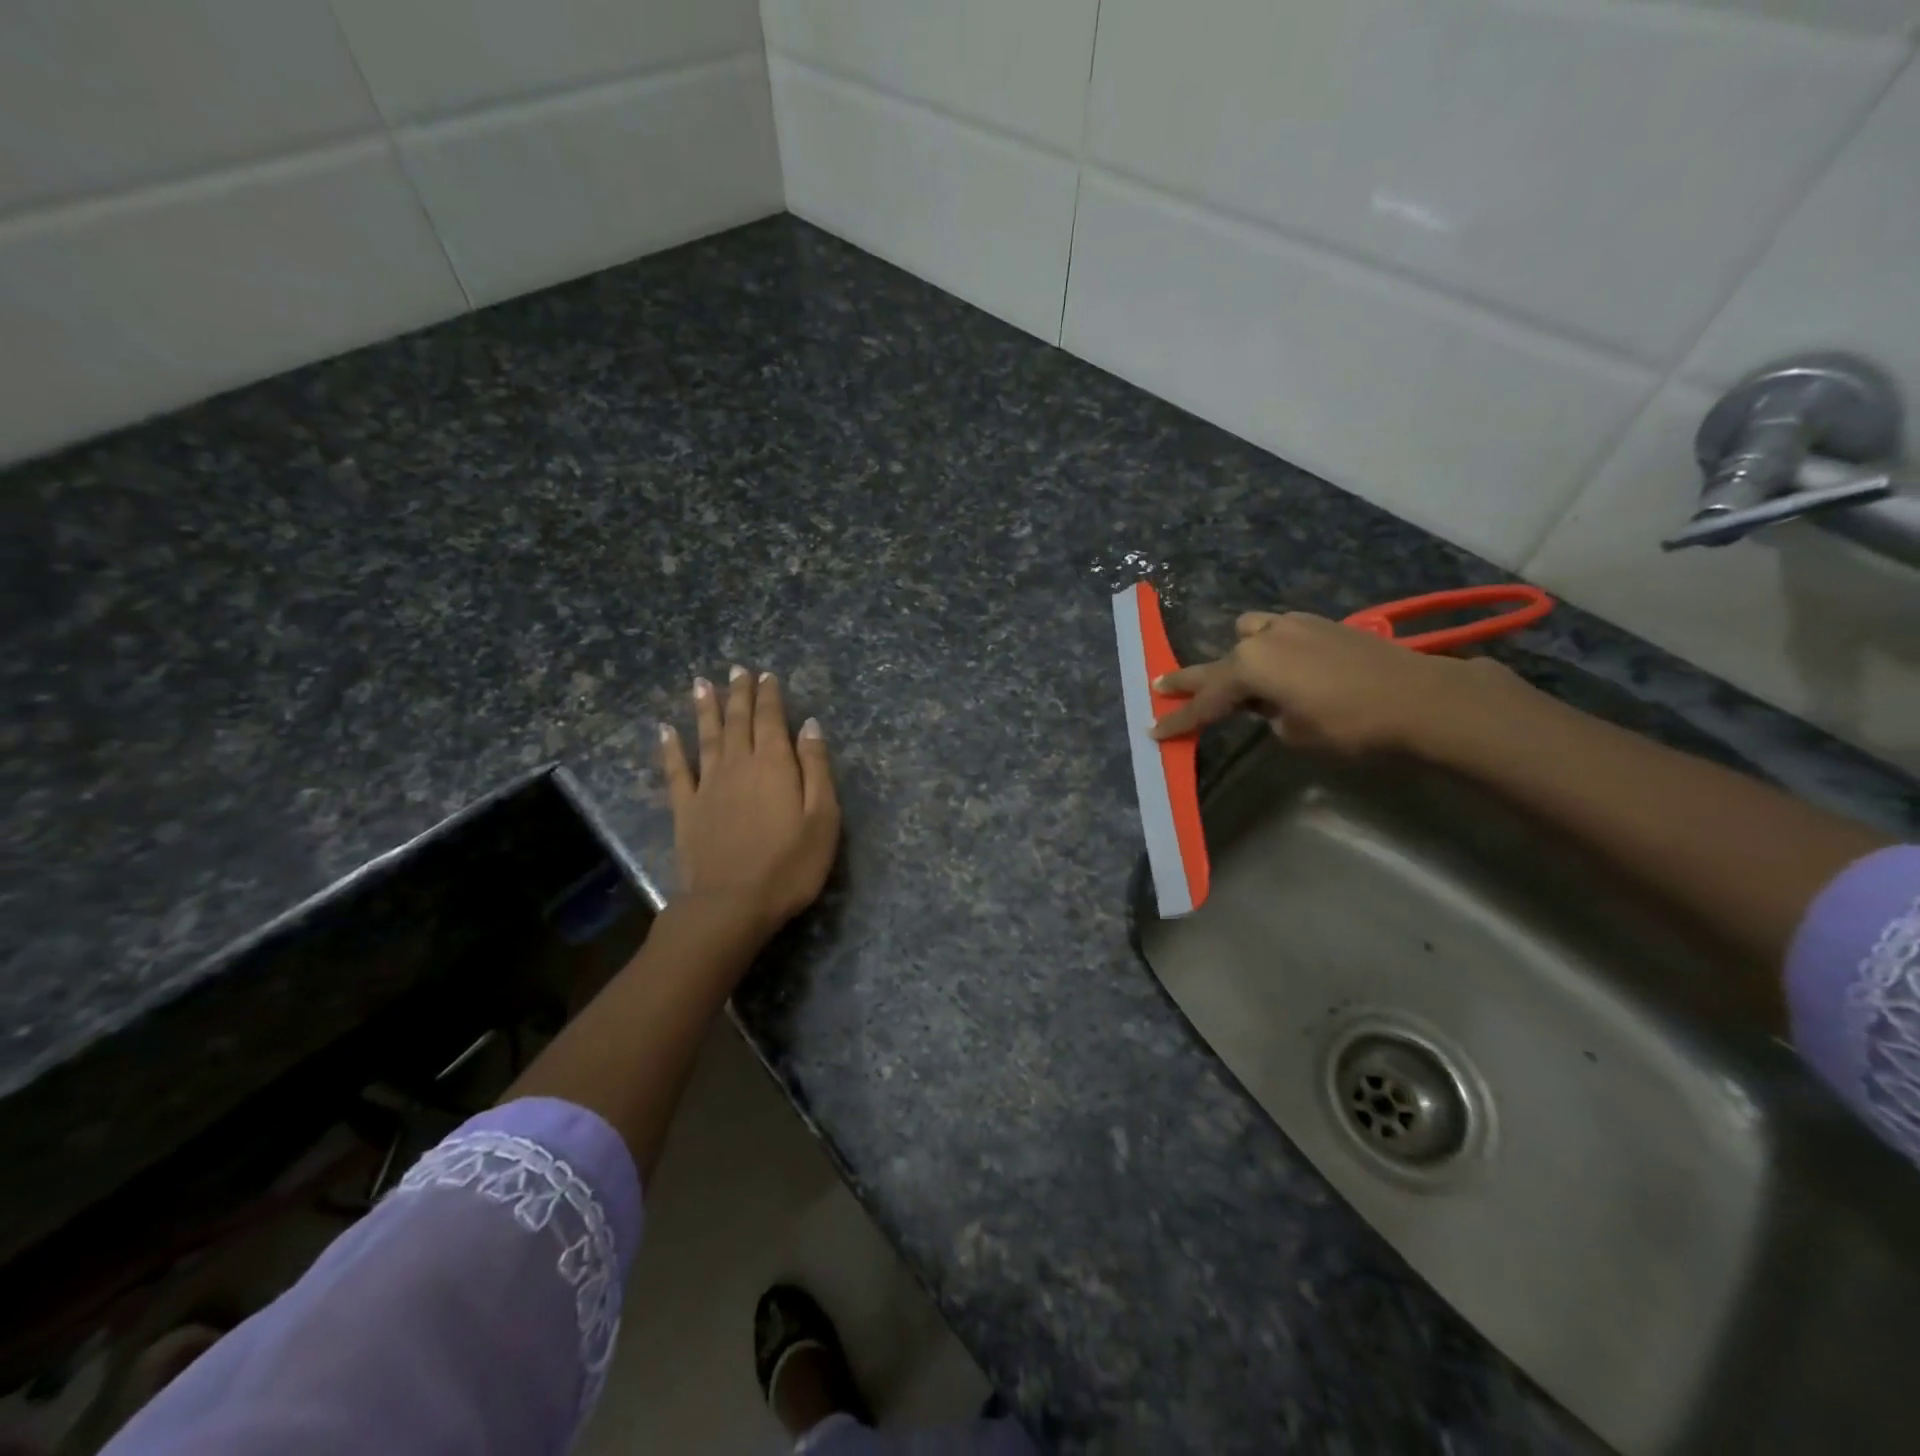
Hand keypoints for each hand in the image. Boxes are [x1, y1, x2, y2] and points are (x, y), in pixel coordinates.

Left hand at [660, 667, 840, 936]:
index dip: (769, 696)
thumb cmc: (790, 864)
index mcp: (774, 765)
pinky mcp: (686, 809)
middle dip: (739, 693)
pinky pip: (676, 770)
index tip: (766, 675)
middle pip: (738, 721)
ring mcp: (708, 786)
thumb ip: (816, 768)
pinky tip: (665, 730)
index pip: (771, 720)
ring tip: (702, 683)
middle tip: (737, 669)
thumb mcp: (823, 818)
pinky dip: (670, 748)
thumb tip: (810, 726)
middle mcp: (738, 765)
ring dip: (705, 708)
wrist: (732, 904)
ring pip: (706, 736)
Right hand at [1149, 611, 1514, 755]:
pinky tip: (1287, 665)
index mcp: (1250, 666)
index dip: (1179, 720)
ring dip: (1240, 656)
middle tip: (1160, 686)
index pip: (1205, 701)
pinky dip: (1272, 648)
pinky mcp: (1321, 623)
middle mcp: (1264, 638)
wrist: (1421, 697)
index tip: (1153, 732)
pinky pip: (1279, 631)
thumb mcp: (1296, 733)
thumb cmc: (1350, 724)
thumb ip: (1269, 717)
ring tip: (1243, 676)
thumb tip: (1270, 705)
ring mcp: (1294, 624)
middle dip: (1190, 680)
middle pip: (1217, 664)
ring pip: (1249, 634)